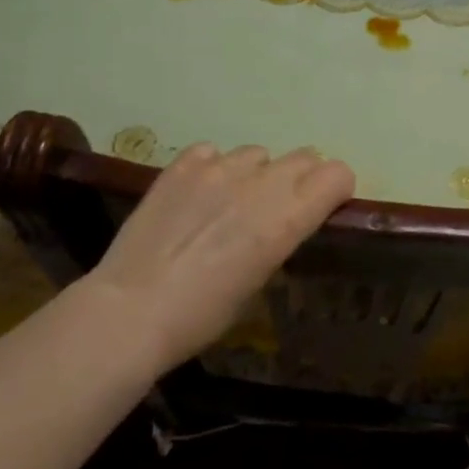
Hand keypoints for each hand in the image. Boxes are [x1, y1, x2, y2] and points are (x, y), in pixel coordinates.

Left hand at [86, 143, 354, 373]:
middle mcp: (260, 183)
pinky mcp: (182, 165)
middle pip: (304, 157)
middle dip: (302, 178)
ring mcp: (218, 168)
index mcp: (286, 217)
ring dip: (256, 174)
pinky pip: (212, 153)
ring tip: (231, 202)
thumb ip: (278, 237)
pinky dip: (213, 169)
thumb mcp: (258, 281)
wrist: (130, 311)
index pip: (337, 174)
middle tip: (279, 208)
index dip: (335, 189)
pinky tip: (197, 195)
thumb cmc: (202, 316)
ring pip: (257, 154)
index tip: (324, 207)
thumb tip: (279, 222)